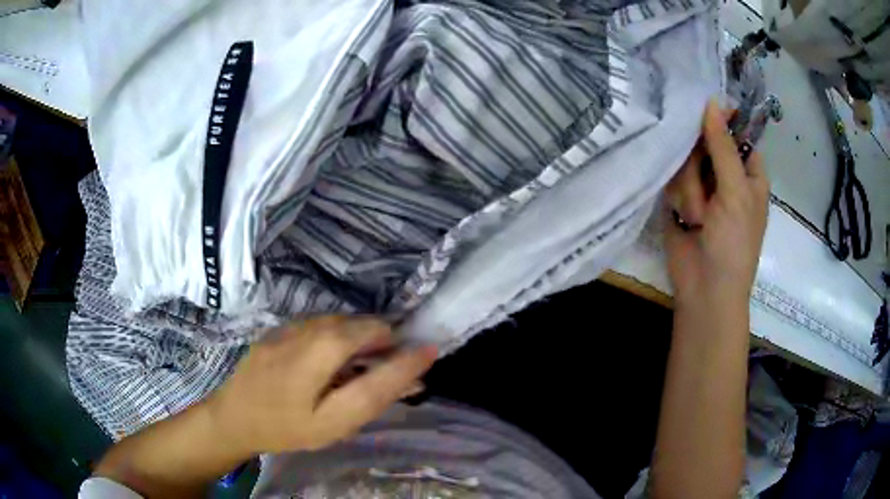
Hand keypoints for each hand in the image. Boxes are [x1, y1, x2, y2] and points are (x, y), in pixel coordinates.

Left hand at [206, 316, 436, 455]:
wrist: (233, 416)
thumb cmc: (285, 428)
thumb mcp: (332, 425)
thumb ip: (370, 396)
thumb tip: (407, 374)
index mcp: (317, 357)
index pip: (373, 343)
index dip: (404, 352)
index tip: (428, 351)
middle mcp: (304, 332)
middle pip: (357, 325)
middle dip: (380, 341)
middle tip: (388, 365)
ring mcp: (288, 327)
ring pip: (339, 322)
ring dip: (360, 337)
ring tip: (362, 362)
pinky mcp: (279, 328)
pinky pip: (320, 324)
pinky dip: (338, 335)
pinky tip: (331, 358)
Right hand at [664, 99, 768, 308]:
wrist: (705, 289)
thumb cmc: (734, 243)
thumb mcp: (736, 192)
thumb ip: (723, 147)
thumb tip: (713, 101)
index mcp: (749, 171)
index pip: (735, 131)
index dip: (722, 119)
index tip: (704, 110)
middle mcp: (726, 173)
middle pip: (706, 140)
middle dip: (701, 160)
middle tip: (705, 184)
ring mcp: (702, 185)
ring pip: (686, 158)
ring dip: (690, 186)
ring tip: (697, 215)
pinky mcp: (680, 197)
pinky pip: (672, 176)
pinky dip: (677, 193)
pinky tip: (683, 214)